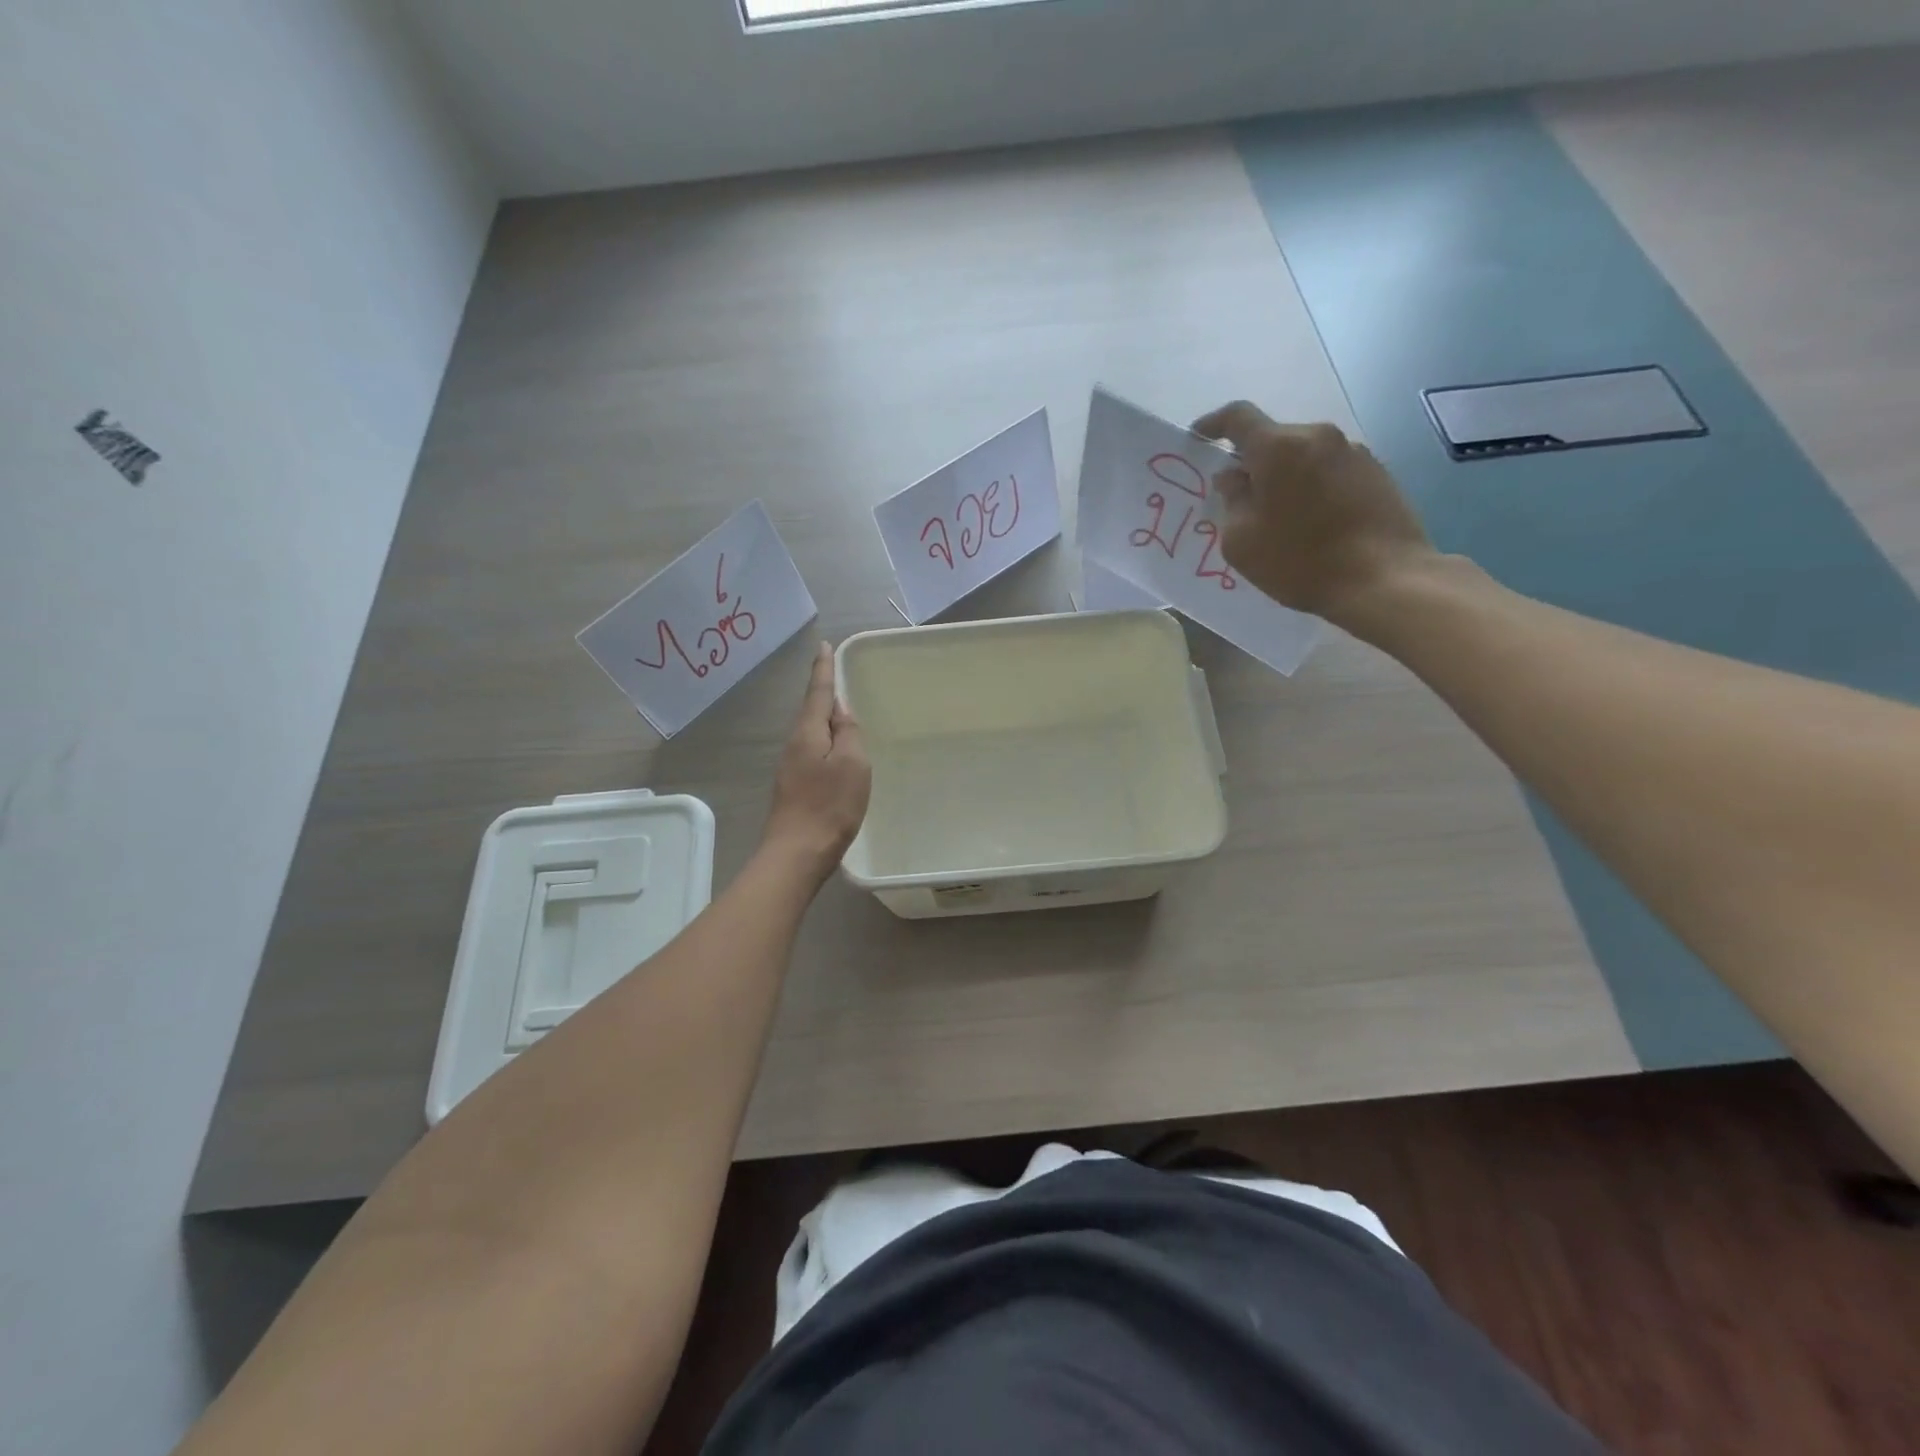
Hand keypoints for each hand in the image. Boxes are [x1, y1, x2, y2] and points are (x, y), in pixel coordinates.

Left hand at [762, 642, 870, 880]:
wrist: (796, 854)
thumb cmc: (829, 806)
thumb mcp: (852, 764)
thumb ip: (848, 733)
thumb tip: (840, 711)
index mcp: (808, 734)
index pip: (818, 692)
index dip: (823, 669)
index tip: (824, 646)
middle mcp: (794, 745)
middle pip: (811, 712)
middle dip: (823, 694)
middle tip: (836, 676)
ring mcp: (791, 768)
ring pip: (811, 733)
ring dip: (824, 720)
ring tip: (842, 714)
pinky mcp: (794, 788)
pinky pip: (812, 753)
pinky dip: (825, 743)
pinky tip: (835, 753)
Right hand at [1190, 401, 1436, 628]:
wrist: (1384, 579)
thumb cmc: (1299, 561)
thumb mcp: (1242, 541)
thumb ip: (1231, 500)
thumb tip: (1234, 478)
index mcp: (1279, 447)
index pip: (1237, 417)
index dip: (1213, 424)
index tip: (1199, 438)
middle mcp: (1317, 437)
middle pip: (1273, 439)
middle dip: (1252, 463)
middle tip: (1240, 499)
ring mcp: (1353, 452)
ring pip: (1303, 456)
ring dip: (1285, 477)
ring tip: (1280, 518)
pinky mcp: (1377, 472)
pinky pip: (1329, 471)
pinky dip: (1312, 488)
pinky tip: (1312, 524)